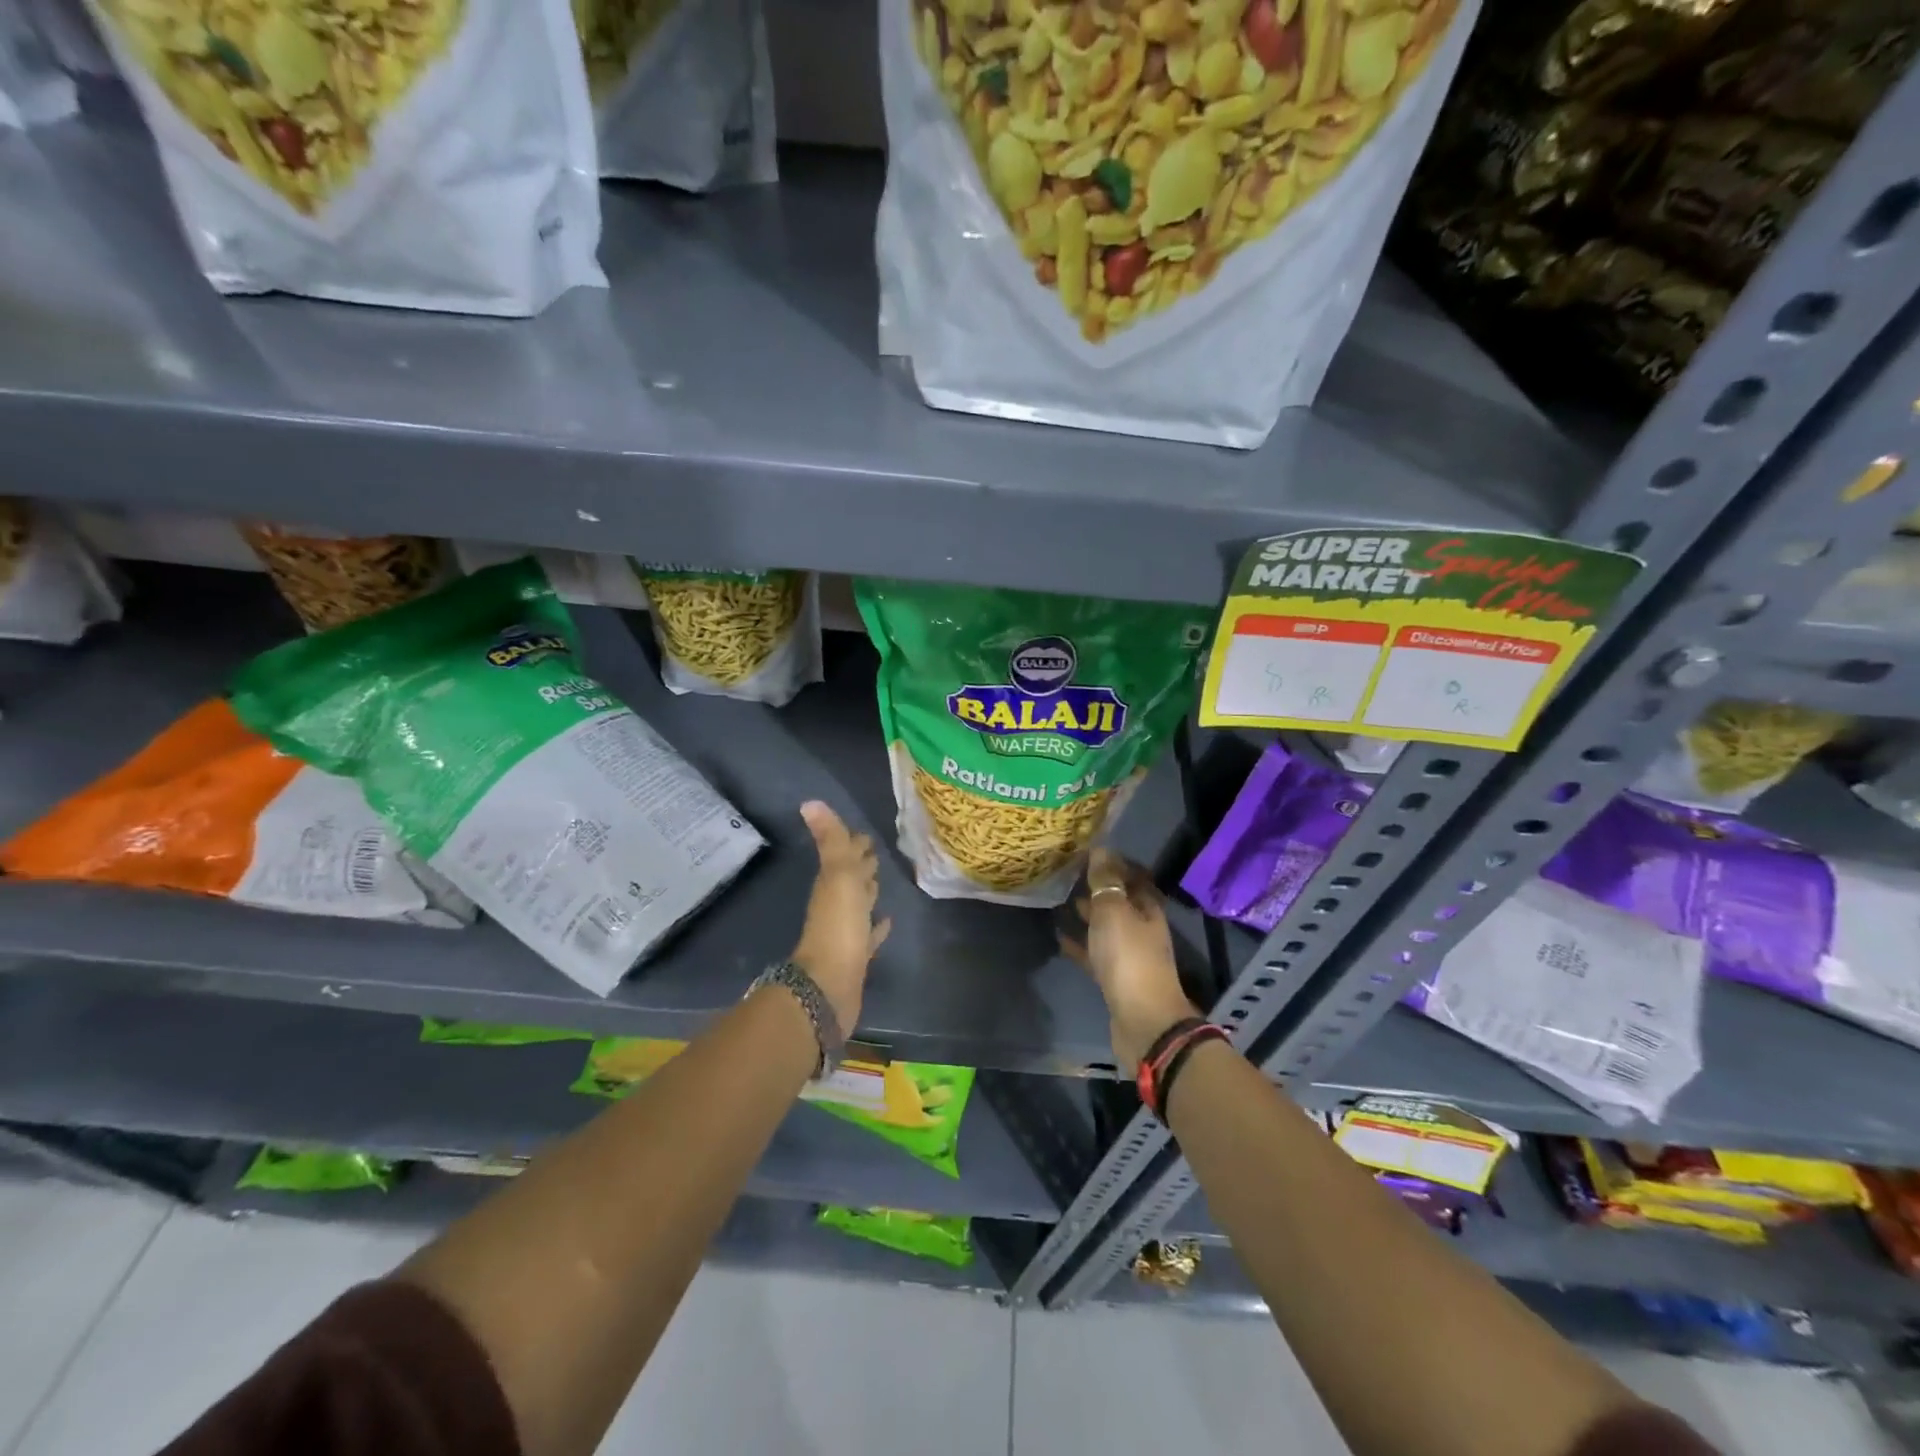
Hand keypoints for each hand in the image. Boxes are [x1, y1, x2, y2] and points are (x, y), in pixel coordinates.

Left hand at [791, 800, 890, 1032]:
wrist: (829, 985)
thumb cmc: (837, 926)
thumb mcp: (837, 876)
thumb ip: (831, 841)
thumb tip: (809, 802)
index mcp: (832, 884)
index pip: (845, 856)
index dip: (854, 843)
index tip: (865, 832)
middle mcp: (836, 904)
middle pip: (851, 879)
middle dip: (862, 864)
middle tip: (876, 851)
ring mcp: (846, 932)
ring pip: (859, 905)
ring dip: (868, 892)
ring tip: (881, 880)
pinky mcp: (857, 956)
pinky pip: (868, 935)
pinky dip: (876, 927)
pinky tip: (887, 922)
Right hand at [1060, 848, 1198, 1070]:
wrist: (1142, 1020)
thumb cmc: (1129, 957)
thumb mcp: (1114, 911)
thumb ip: (1106, 881)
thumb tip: (1100, 848)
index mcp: (1147, 908)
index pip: (1133, 876)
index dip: (1113, 862)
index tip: (1087, 851)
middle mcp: (1141, 928)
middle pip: (1119, 901)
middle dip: (1098, 887)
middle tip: (1068, 873)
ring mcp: (1129, 954)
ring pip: (1106, 927)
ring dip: (1088, 914)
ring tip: (1060, 900)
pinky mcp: (1115, 978)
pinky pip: (1094, 953)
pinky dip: (1079, 944)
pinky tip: (1059, 937)